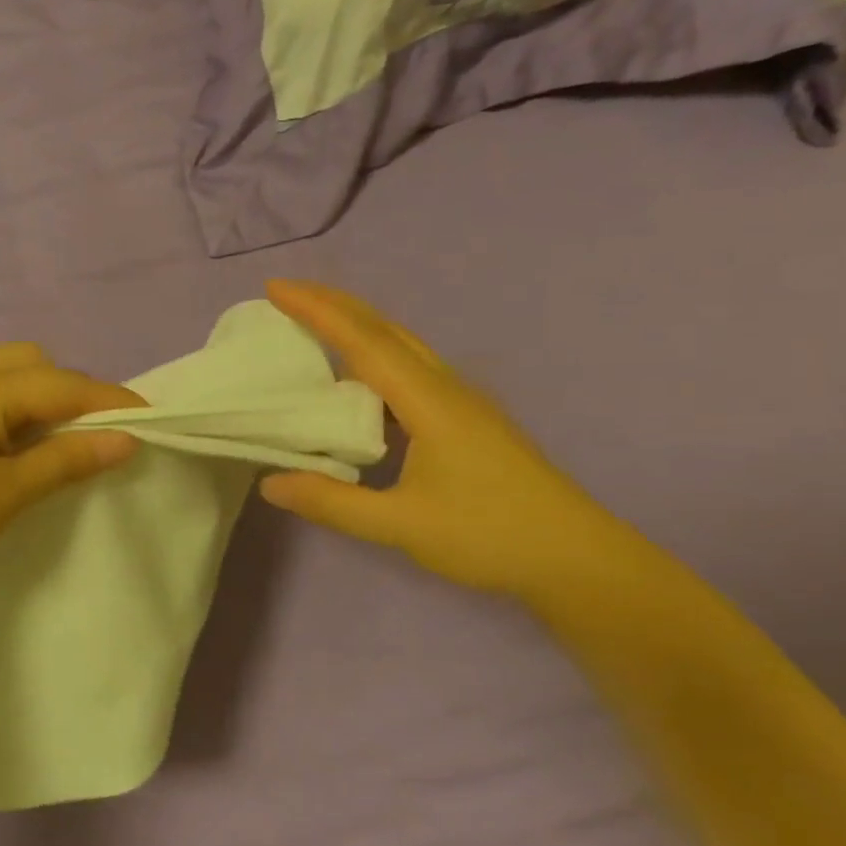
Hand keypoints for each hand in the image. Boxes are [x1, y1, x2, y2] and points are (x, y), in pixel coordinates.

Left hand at [0, 343, 144, 612]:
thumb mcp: (7, 493)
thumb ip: (67, 459)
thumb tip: (126, 437)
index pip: (64, 383)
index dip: (112, 401)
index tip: (153, 424)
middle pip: (35, 364)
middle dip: (74, 392)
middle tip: (96, 436)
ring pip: (8, 378)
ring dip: (43, 401)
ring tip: (62, 444)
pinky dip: (16, 413)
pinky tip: (20, 450)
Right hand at [258, 279, 637, 603]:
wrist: (576, 557)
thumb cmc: (490, 535)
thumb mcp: (402, 526)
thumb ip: (332, 503)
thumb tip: (269, 483)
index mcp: (430, 402)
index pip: (364, 342)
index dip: (318, 311)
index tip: (275, 288)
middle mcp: (446, 387)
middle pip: (385, 328)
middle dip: (333, 304)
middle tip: (285, 293)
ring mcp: (461, 400)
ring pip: (401, 344)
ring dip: (355, 324)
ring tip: (313, 323)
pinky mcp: (467, 418)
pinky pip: (410, 366)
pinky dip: (373, 353)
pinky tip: (358, 376)